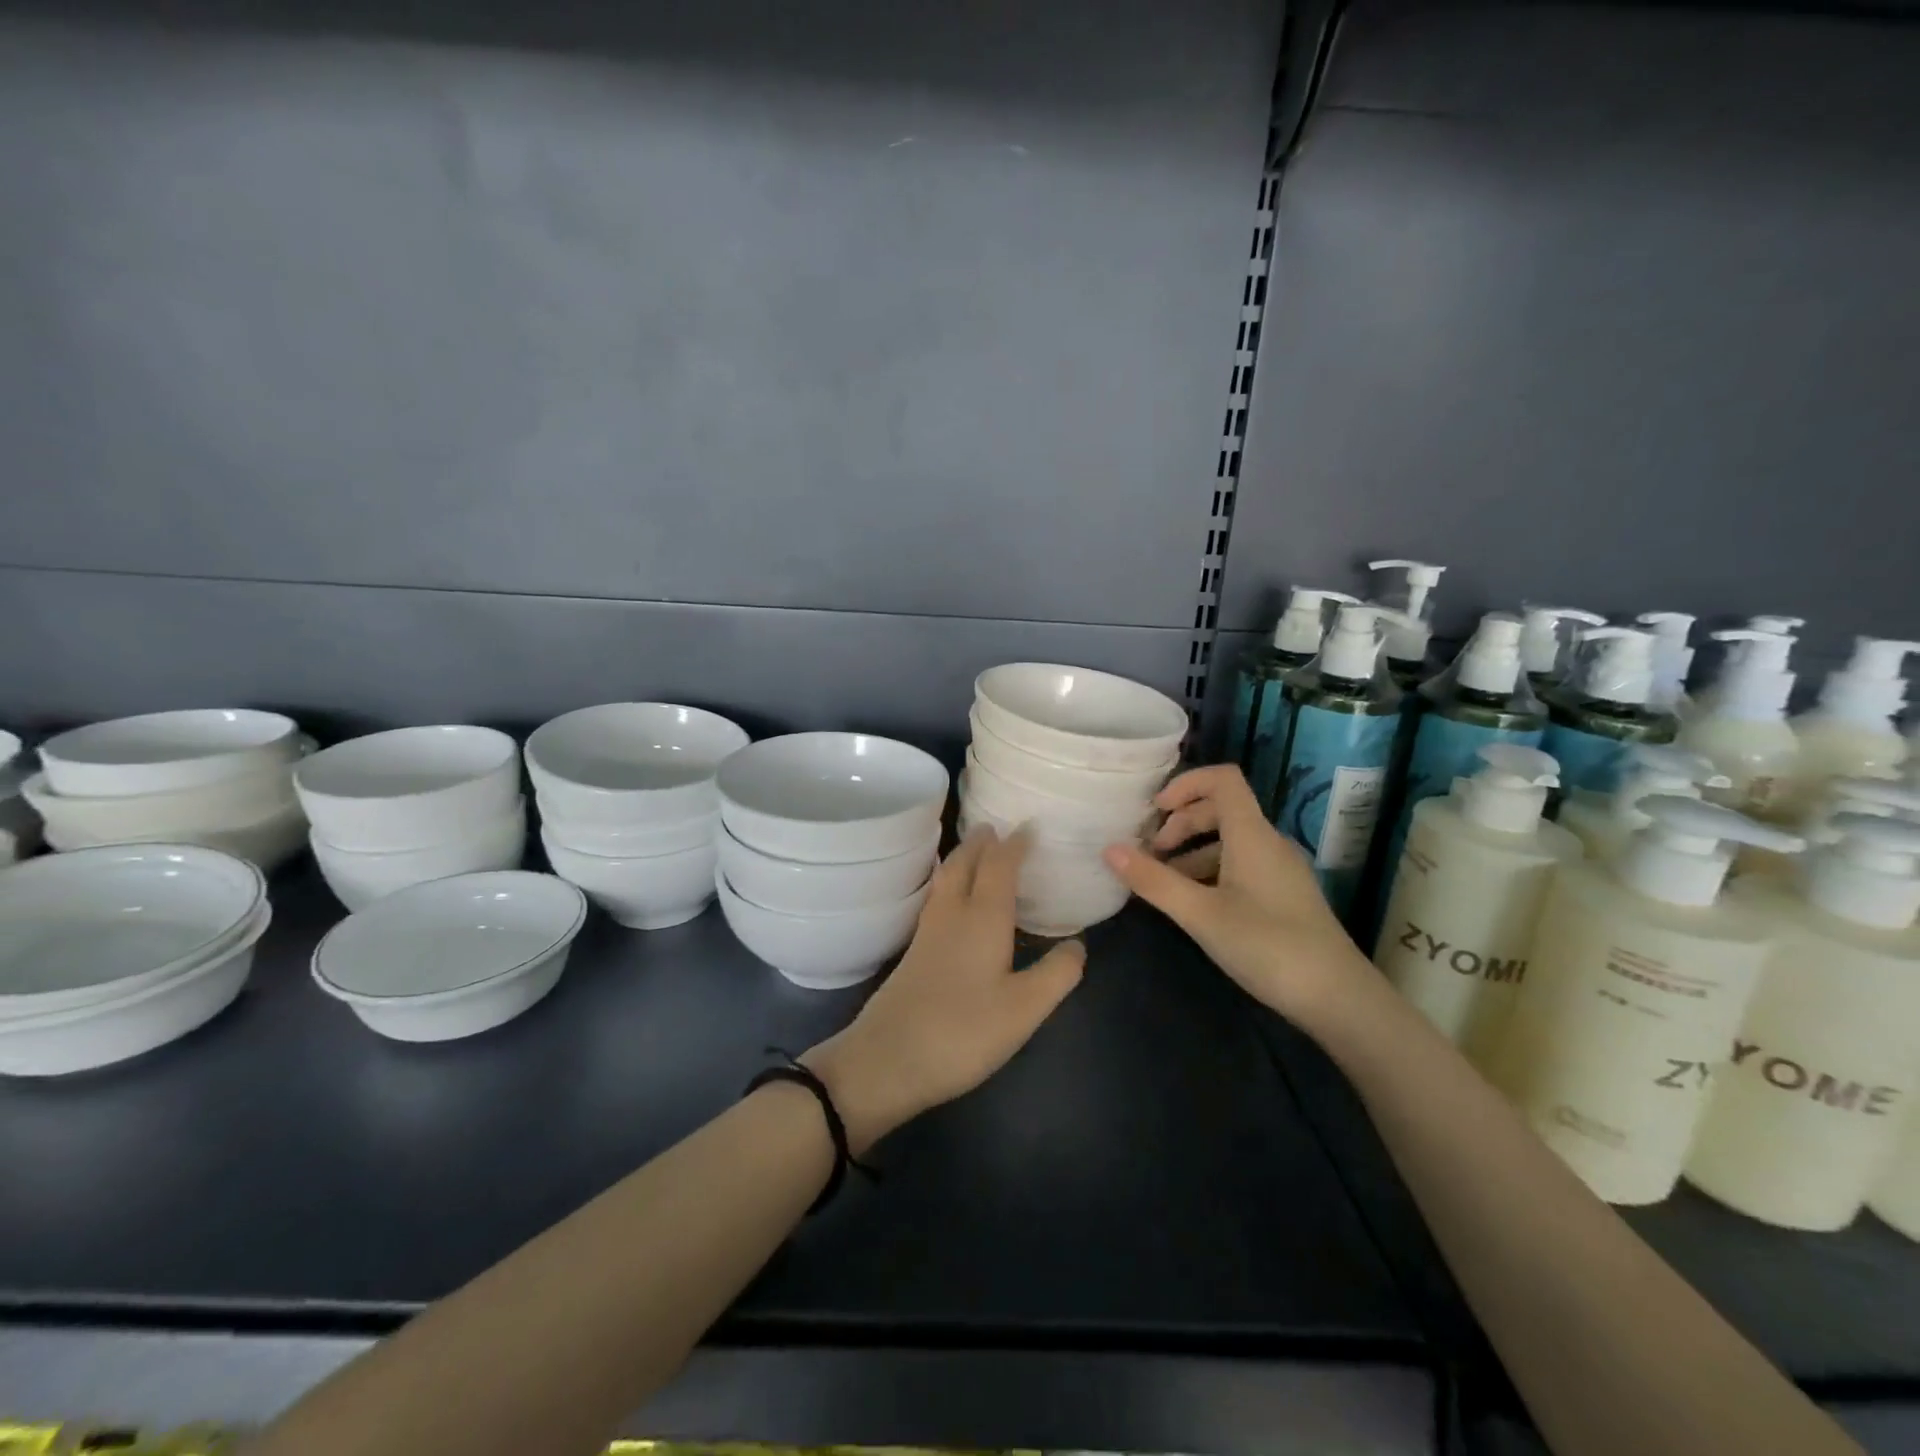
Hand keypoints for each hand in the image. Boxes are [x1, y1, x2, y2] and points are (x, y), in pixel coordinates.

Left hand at [804, 826, 1085, 1153]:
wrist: (889, 1058)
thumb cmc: (964, 1030)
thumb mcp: (1024, 1008)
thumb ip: (1056, 974)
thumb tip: (1079, 944)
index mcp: (983, 916)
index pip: (1000, 865)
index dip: (1015, 844)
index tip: (1029, 826)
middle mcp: (953, 913)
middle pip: (966, 863)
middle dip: (982, 842)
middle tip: (996, 828)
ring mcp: (928, 931)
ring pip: (946, 878)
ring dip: (963, 858)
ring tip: (976, 850)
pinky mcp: (914, 951)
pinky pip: (937, 897)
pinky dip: (951, 881)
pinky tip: (952, 899)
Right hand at [1102, 764, 1371, 1025]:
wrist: (1338, 998)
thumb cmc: (1267, 946)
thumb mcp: (1201, 914)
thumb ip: (1154, 881)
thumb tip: (1109, 849)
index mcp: (1252, 835)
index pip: (1222, 780)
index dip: (1185, 783)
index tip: (1154, 811)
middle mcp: (1268, 843)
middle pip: (1221, 810)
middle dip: (1180, 824)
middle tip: (1150, 854)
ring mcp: (1279, 870)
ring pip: (1228, 842)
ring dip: (1191, 852)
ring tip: (1163, 884)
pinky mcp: (1283, 895)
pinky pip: (1240, 866)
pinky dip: (1210, 873)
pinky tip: (1193, 905)